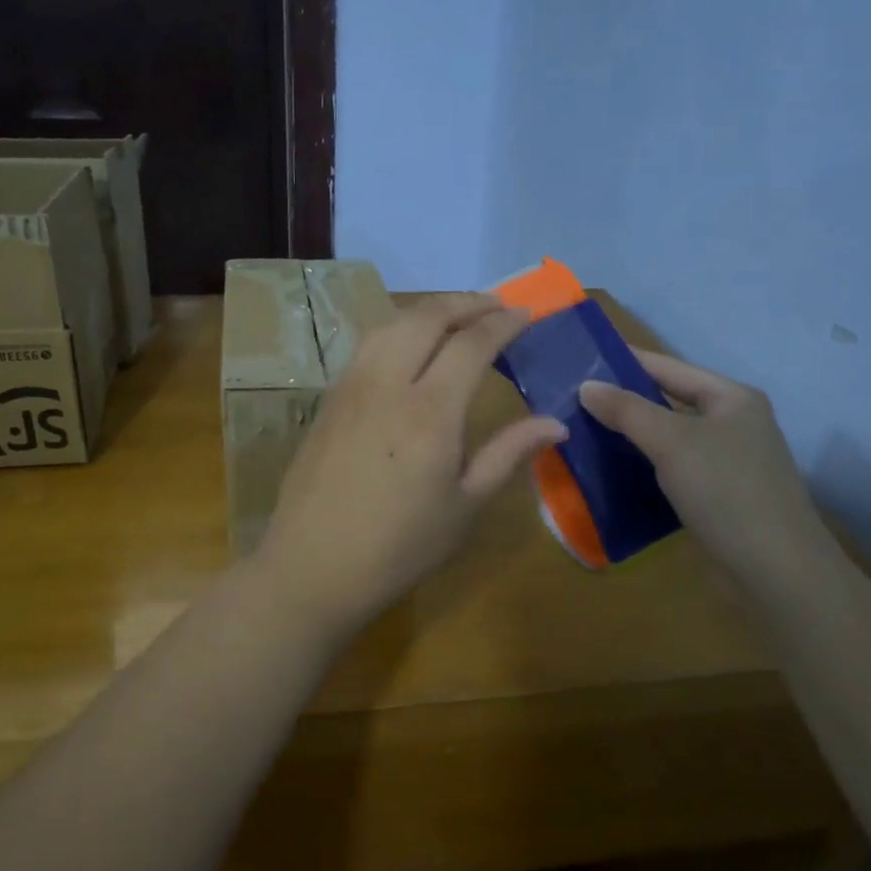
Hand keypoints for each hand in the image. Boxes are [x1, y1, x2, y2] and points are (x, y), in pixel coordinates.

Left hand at [252, 294, 568, 635]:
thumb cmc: (399, 546)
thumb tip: (556, 424)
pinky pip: (368, 345)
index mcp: (429, 411)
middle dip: (466, 302)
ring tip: (456, 317)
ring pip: (391, 324)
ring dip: (428, 310)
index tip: (526, 313)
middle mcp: (387, 384)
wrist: (313, 567)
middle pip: (427, 318)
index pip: (471, 344)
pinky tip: (409, 347)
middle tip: (496, 305)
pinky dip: (398, 330)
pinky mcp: (329, 399)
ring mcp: (351, 387)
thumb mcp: (465, 506)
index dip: (502, 323)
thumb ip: (508, 454)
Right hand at [579, 351, 837, 593]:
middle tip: (574, 400)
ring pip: (670, 437)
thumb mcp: (671, 443)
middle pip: (669, 401)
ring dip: (632, 435)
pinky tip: (614, 470)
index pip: (668, 367)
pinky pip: (675, 466)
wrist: (777, 570)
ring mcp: (729, 460)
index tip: (582, 360)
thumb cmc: (726, 491)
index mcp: (731, 397)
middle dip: (624, 401)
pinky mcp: (721, 494)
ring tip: (584, 432)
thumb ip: (627, 410)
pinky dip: (646, 465)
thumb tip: (586, 386)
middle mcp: (733, 422)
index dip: (625, 361)